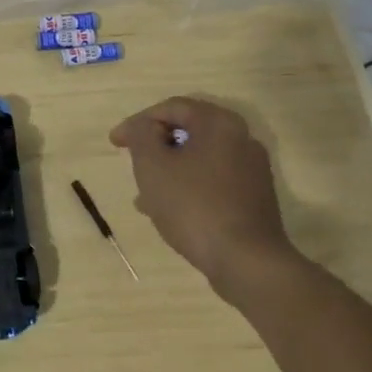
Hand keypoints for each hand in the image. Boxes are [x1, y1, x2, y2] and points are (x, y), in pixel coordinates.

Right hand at [109, 97, 295, 283]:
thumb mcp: (153, 165)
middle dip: (155, 148)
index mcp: (218, 123)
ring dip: (170, 171)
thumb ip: (141, 135)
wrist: (248, 263)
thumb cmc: (194, 206)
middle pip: (187, 132)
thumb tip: (144, 127)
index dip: (138, 122)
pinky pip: (214, 181)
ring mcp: (252, 170)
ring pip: (199, 160)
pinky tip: (170, 212)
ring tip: (144, 197)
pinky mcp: (255, 198)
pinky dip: (189, 187)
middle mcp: (241, 138)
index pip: (171, 108)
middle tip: (132, 163)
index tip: (116, 143)